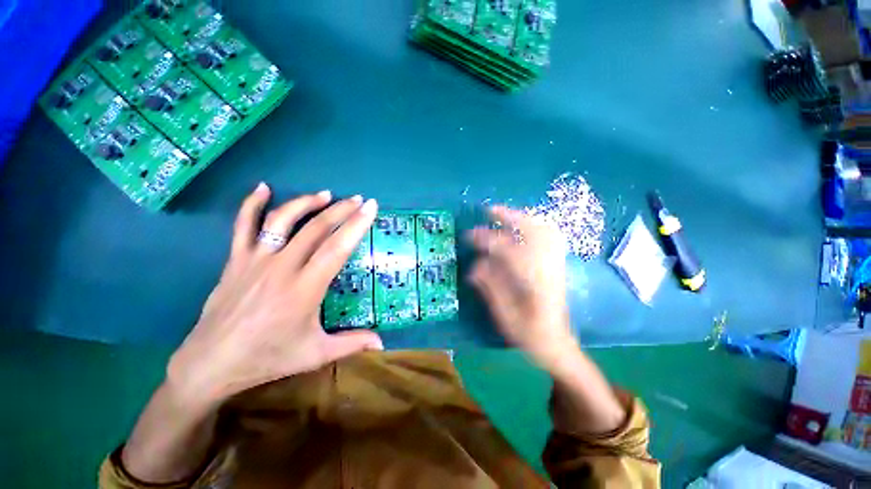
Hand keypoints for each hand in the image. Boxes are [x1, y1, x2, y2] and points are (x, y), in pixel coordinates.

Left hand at [167, 183, 382, 405]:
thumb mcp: (316, 354)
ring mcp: (255, 261)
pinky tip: (263, 187)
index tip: (370, 208)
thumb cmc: (268, 358)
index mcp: (304, 289)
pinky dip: (251, 204)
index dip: (356, 225)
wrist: (211, 364)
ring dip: (306, 203)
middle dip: (341, 210)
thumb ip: (352, 343)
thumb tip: (383, 344)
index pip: (336, 248)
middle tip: (358, 199)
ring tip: (325, 194)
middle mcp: (281, 268)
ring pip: (282, 221)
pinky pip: (242, 226)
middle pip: (315, 229)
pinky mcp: (235, 261)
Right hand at [468, 206, 577, 374]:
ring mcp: (556, 265)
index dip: (488, 240)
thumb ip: (490, 287)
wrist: (557, 343)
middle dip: (511, 217)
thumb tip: (475, 264)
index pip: (509, 251)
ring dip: (523, 218)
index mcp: (535, 284)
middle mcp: (549, 269)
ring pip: (545, 230)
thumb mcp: (504, 316)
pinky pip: (550, 236)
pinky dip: (535, 225)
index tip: (470, 235)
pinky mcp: (557, 264)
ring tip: (504, 214)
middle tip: (490, 211)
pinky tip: (523, 226)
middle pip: (534, 232)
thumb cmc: (529, 335)